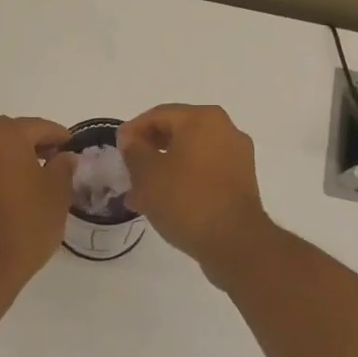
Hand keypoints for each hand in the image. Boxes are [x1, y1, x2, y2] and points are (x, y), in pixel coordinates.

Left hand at [0, 116, 76, 286]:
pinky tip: (19, 188)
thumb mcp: (57, 192)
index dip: (61, 137)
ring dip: (17, 156)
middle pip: (13, 132)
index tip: (75, 149)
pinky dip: (2, 169)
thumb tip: (65, 157)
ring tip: (40, 176)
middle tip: (58, 160)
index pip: (39, 127)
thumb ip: (63, 167)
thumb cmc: (26, 222)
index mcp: (4, 135)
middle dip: (36, 143)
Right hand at [118, 104, 273, 277]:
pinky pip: (204, 174)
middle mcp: (225, 130)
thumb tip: (131, 140)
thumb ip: (134, 150)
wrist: (234, 242)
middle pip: (176, 134)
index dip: (132, 131)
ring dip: (163, 171)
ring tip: (140, 196)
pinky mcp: (241, 183)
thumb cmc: (186, 199)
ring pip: (189, 157)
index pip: (158, 115)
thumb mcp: (147, 172)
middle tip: (127, 173)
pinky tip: (163, 204)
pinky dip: (183, 183)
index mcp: (203, 119)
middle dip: (148, 153)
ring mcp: (237, 157)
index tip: (116, 151)